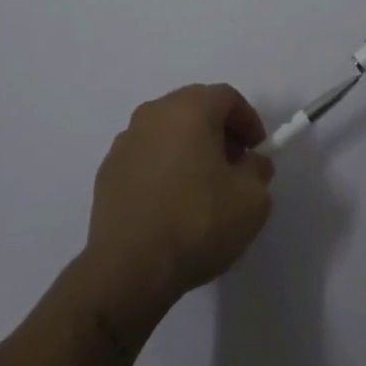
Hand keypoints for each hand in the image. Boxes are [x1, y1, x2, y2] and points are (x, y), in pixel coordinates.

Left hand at [82, 85, 274, 320]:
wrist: (129, 268)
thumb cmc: (197, 223)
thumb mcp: (252, 200)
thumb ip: (258, 171)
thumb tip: (251, 162)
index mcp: (189, 109)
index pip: (226, 96)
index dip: (248, 120)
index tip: (257, 151)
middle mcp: (153, 113)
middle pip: (194, 108)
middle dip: (218, 131)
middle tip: (233, 165)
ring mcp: (125, 141)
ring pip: (166, 131)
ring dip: (188, 147)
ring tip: (201, 186)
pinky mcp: (107, 171)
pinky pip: (145, 156)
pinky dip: (162, 167)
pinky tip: (169, 203)